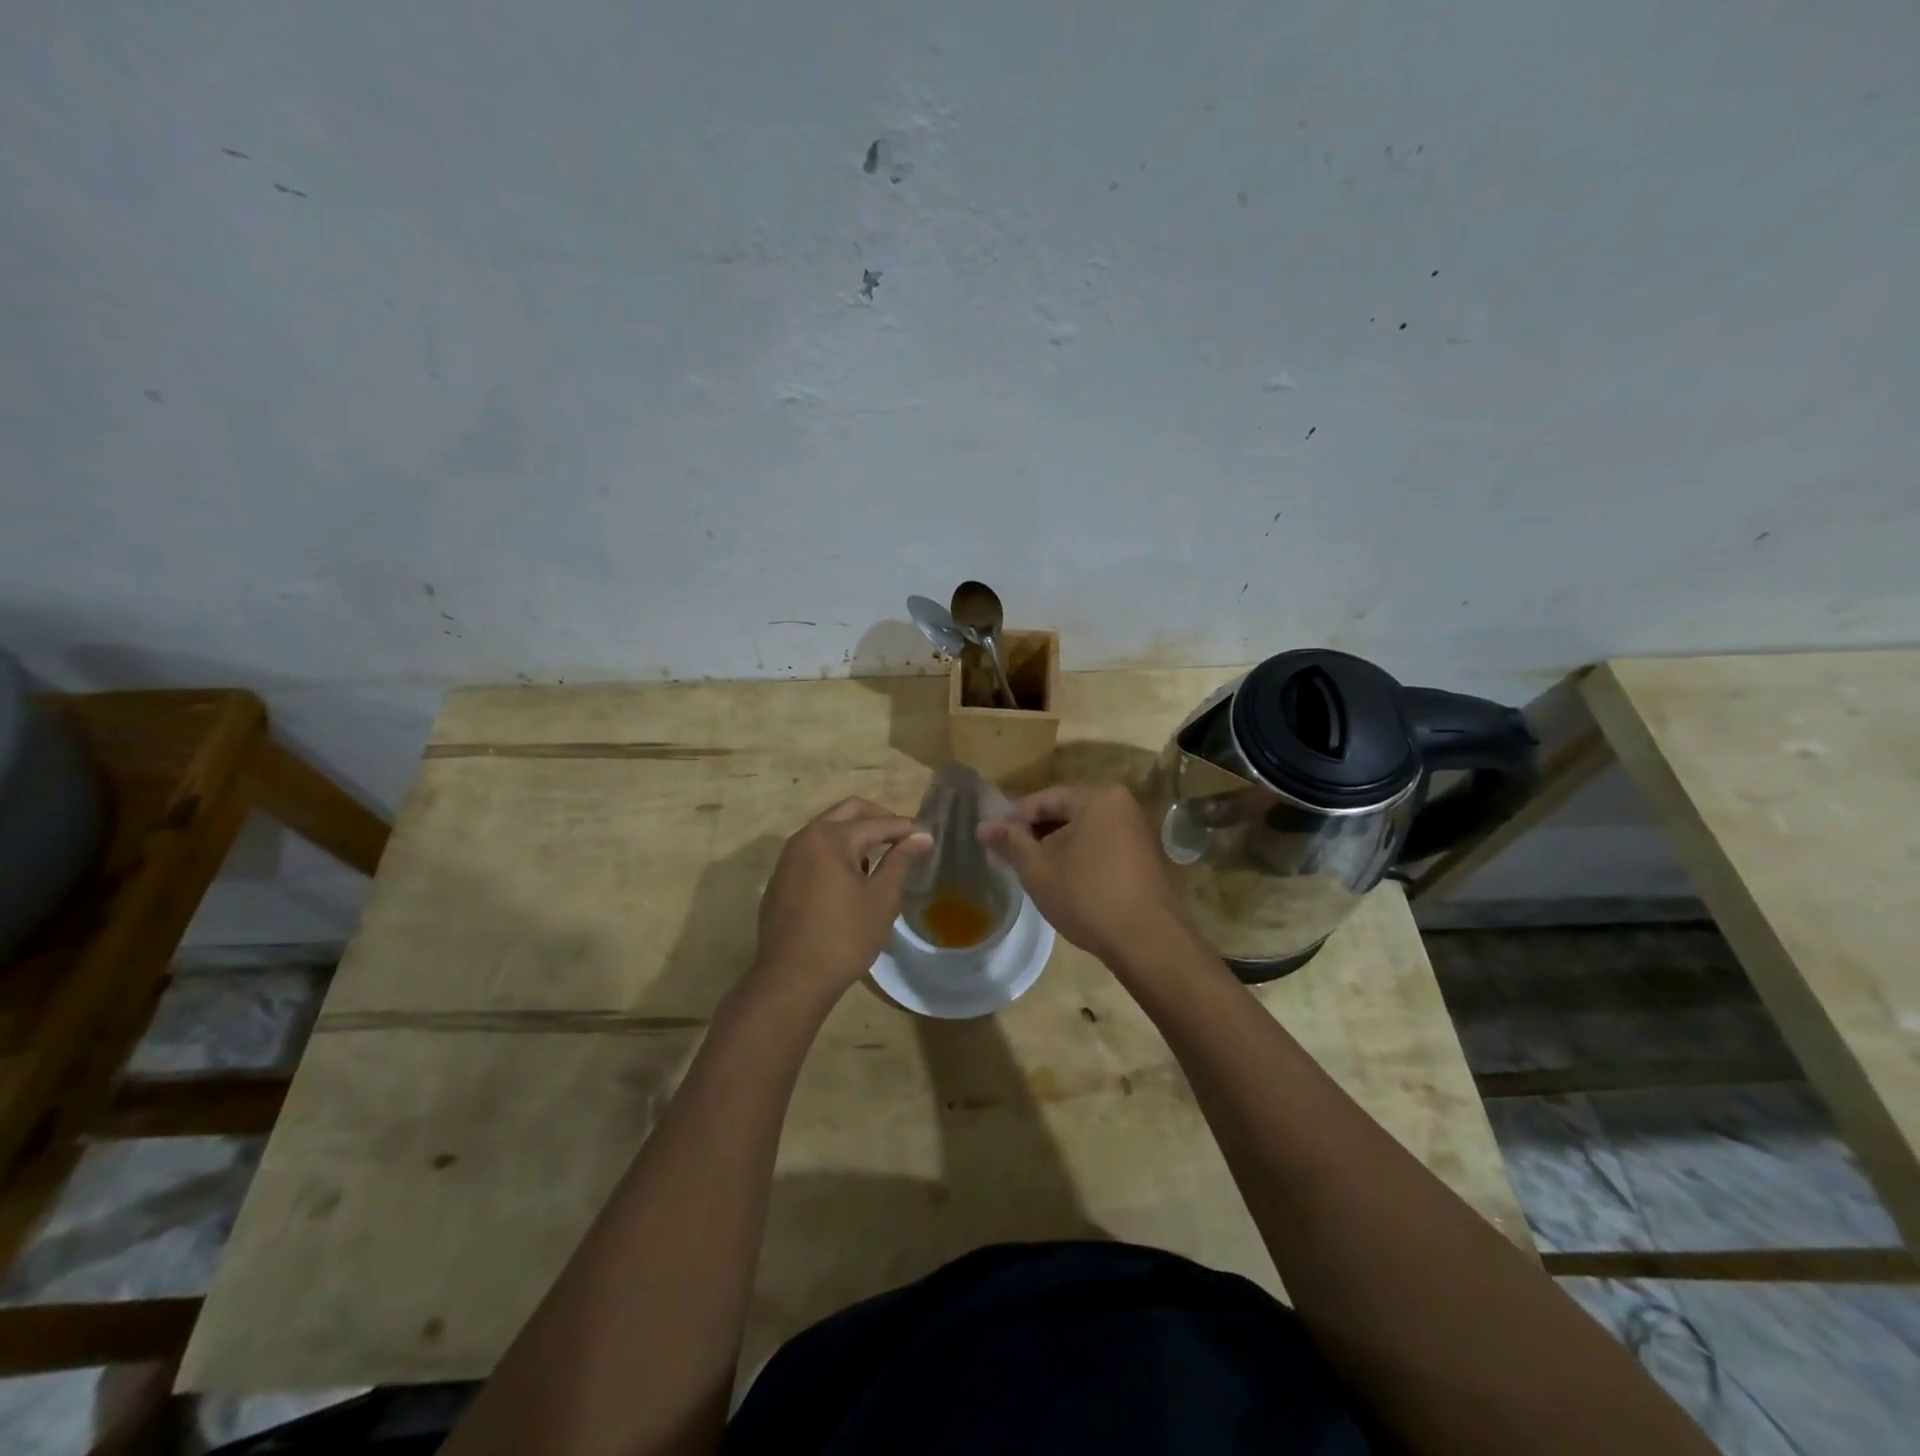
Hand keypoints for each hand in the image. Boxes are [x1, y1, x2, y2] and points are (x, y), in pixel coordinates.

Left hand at [751, 797, 930, 1001]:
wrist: (790, 980)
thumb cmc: (844, 937)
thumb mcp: (881, 898)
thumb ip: (900, 860)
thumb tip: (921, 836)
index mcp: (830, 837)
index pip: (877, 823)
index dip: (905, 828)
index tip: (927, 836)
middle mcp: (805, 838)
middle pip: (848, 812)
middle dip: (878, 819)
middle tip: (902, 837)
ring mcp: (788, 859)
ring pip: (827, 830)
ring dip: (854, 835)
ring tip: (878, 860)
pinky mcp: (780, 880)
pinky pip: (812, 852)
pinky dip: (834, 853)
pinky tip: (849, 880)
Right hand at [979, 784, 1190, 965]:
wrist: (1149, 943)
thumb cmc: (1087, 896)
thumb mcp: (1038, 869)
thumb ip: (1010, 842)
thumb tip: (983, 826)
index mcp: (1100, 798)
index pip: (1046, 798)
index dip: (1014, 817)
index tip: (992, 837)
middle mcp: (1125, 806)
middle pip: (1068, 813)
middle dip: (1036, 833)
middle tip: (1008, 854)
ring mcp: (1140, 833)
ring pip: (1085, 832)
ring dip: (1057, 847)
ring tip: (1031, 869)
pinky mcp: (1146, 859)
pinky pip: (1103, 848)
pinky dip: (1080, 858)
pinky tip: (1063, 881)